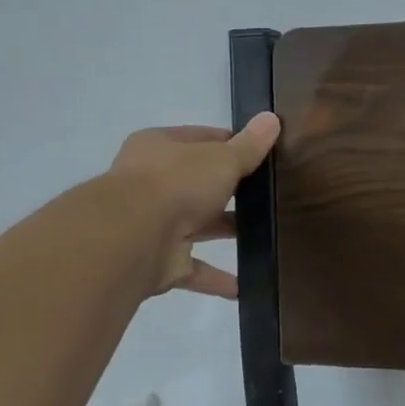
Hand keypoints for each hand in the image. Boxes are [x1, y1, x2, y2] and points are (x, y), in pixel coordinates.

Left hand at [108, 113, 280, 297]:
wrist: (132, 237)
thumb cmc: (176, 183)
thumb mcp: (221, 158)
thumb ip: (248, 146)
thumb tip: (272, 118)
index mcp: (159, 148)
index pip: (199, 139)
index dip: (229, 144)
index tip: (259, 153)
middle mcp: (152, 184)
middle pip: (197, 183)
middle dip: (228, 190)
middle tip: (266, 194)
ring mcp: (154, 224)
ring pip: (196, 226)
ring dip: (224, 230)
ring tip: (264, 234)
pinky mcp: (159, 262)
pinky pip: (194, 269)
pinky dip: (216, 278)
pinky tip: (245, 287)